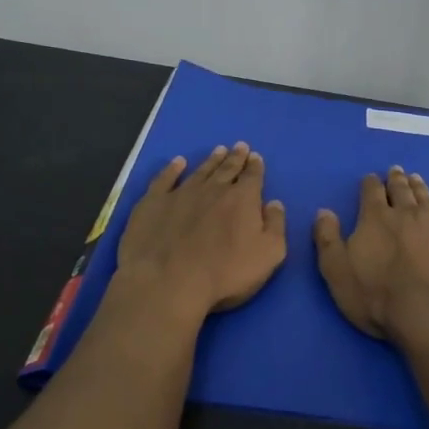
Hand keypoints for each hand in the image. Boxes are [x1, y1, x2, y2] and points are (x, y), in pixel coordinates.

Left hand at [117, 143, 286, 318]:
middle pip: (227, 169)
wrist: (167, 282)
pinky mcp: (153, 203)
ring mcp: (181, 193)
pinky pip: (165, 179)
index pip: (252, 177)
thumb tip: (274, 203)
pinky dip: (172, 169)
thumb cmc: (225, 273)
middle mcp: (213, 189)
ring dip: (211, 160)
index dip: (255, 167)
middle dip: (235, 157)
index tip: (255, 157)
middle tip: (240, 147)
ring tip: (218, 150)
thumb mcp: (268, 255)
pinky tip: (177, 163)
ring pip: (200, 171)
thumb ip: (275, 226)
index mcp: (242, 200)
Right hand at [313, 166, 428, 342]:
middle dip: (396, 180)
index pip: (371, 192)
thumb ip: (328, 239)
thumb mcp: (337, 270)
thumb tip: (324, 211)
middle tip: (396, 170)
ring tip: (416, 178)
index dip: (370, 183)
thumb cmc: (376, 295)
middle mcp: (406, 214)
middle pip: (401, 190)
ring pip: (426, 199)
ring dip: (419, 187)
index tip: (371, 178)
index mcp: (375, 218)